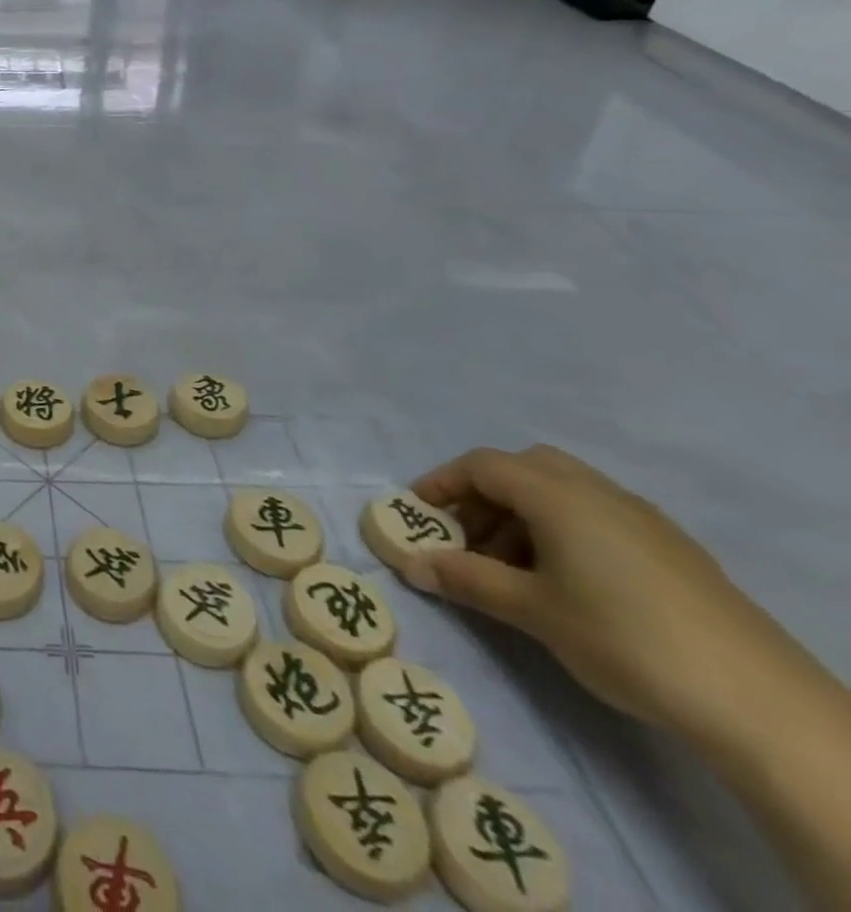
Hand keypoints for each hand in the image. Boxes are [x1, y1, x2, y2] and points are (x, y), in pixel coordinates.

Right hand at [407, 446, 786, 739]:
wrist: (761, 704)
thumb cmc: (624, 638)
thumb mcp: (531, 610)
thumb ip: (465, 579)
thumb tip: (409, 563)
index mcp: (558, 495)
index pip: (482, 465)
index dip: (442, 482)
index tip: (417, 513)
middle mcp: (598, 492)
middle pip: (524, 468)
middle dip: (485, 494)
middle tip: (466, 536)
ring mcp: (643, 520)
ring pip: (562, 491)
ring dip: (522, 514)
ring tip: (510, 567)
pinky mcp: (673, 551)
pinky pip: (597, 516)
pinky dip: (562, 530)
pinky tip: (567, 582)